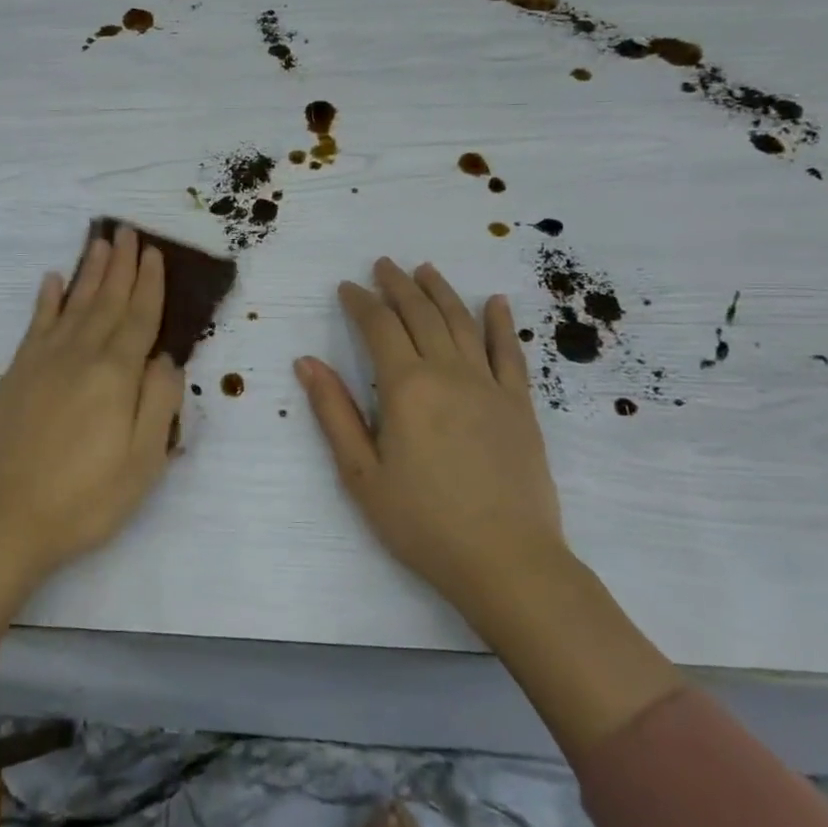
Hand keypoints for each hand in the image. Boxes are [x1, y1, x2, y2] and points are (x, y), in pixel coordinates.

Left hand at [0, 226, 184, 581]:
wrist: (5, 519)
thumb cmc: (86, 498)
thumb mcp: (143, 461)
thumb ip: (160, 402)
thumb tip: (166, 358)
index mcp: (116, 375)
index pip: (139, 317)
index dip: (149, 284)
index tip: (153, 252)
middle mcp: (80, 356)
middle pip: (106, 301)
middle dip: (120, 265)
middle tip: (127, 231)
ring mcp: (43, 362)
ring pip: (73, 304)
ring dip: (88, 272)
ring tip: (99, 242)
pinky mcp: (16, 374)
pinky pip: (35, 325)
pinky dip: (46, 300)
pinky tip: (51, 281)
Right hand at [294, 259, 566, 616]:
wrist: (507, 561)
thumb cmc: (422, 522)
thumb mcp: (361, 474)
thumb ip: (334, 412)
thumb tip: (307, 362)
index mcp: (406, 387)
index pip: (379, 327)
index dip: (361, 302)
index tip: (347, 286)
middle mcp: (449, 373)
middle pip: (421, 314)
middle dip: (398, 285)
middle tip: (383, 264)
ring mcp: (490, 386)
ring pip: (463, 323)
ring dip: (442, 291)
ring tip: (426, 269)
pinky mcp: (520, 405)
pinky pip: (510, 353)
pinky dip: (501, 323)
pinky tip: (495, 302)